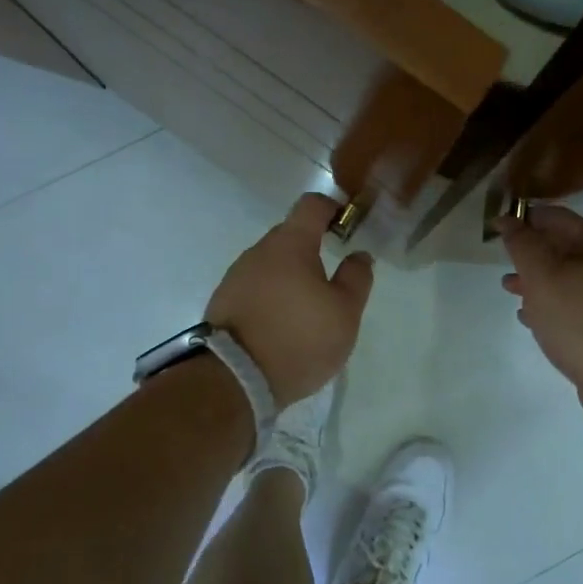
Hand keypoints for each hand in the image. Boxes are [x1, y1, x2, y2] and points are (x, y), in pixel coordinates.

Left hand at [206, 193, 374, 404]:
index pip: (311, 204)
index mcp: (290, 244)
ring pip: (271, 264)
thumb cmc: (299, 338)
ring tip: (308, 311)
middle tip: (333, 281)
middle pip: (290, 235)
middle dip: (313, 249)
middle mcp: (258, 251)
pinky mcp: (223, 302)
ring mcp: (236, 276)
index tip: (348, 226)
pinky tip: (283, 325)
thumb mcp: (345, 312)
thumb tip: (359, 254)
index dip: (333, 208)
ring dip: (291, 277)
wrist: (234, 379)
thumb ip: (357, 277)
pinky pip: (256, 288)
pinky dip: (272, 297)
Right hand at [499, 205, 582, 424]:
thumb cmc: (580, 318)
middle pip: (563, 249)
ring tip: (509, 289)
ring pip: (566, 281)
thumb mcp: (542, 275)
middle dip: (531, 252)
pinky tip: (531, 319)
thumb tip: (506, 218)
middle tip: (502, 258)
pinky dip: (549, 308)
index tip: (500, 225)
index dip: (528, 217)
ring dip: (537, 282)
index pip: (558, 218)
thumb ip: (522, 244)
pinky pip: (572, 309)